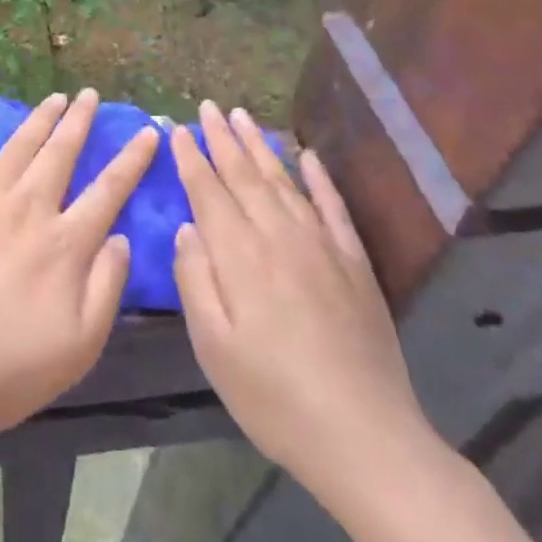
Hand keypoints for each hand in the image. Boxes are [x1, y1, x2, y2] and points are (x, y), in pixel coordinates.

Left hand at [0, 88, 156, 457]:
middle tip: (90, 94)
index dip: (132, 159)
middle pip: (60, 153)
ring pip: (17, 147)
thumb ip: (107, 284)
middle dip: (79, 121)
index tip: (148, 131)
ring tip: (53, 97)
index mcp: (65, 241)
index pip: (109, 189)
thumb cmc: (12, 366)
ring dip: (38, 119)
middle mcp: (28, 208)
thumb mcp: (82, 343)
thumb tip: (121, 237)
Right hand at [171, 102, 434, 505]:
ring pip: (284, 180)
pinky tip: (308, 155)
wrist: (364, 436)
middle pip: (245, 175)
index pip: (208, 191)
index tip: (176, 128)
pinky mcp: (354, 262)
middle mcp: (279, 236)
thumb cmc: (273, 396)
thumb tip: (187, 228)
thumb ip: (194, 280)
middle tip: (208, 106)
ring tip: (244, 116)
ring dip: (261, 146)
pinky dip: (318, 177)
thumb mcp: (213, 347)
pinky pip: (332, 206)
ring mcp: (321, 245)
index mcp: (240, 256)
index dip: (191, 158)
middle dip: (222, 138)